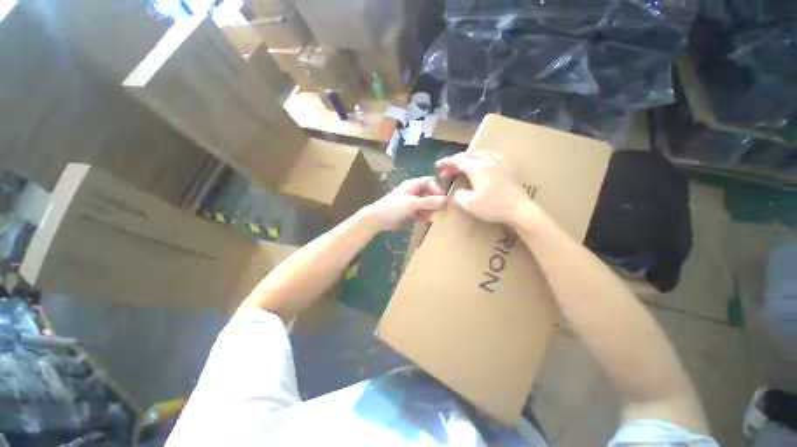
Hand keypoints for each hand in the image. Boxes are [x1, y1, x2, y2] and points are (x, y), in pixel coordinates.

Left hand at [363, 176, 446, 230]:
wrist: (378, 219)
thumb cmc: (393, 207)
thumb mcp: (412, 203)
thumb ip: (428, 202)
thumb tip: (445, 200)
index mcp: (413, 185)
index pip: (430, 182)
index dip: (437, 189)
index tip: (442, 199)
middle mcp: (414, 192)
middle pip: (429, 194)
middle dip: (435, 202)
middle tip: (440, 211)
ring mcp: (412, 203)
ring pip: (427, 205)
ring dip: (430, 210)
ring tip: (430, 217)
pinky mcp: (411, 212)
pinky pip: (422, 212)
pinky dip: (424, 216)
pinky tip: (424, 221)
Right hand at [436, 151, 539, 225]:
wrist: (519, 210)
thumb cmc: (493, 207)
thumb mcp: (469, 204)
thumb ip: (459, 195)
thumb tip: (459, 191)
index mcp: (478, 168)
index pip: (458, 161)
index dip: (446, 162)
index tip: (437, 165)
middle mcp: (489, 161)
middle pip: (468, 155)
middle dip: (455, 161)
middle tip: (447, 171)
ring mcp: (500, 163)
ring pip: (481, 153)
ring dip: (468, 158)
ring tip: (461, 165)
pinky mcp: (508, 168)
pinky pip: (492, 156)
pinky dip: (481, 157)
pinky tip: (482, 163)